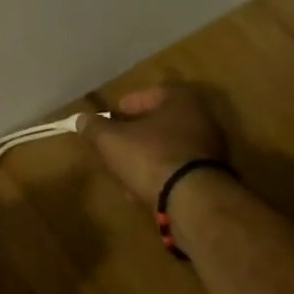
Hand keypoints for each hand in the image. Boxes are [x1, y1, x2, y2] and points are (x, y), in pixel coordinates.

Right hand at [82, 84, 227, 207]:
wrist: (194, 201)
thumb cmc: (151, 157)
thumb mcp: (111, 140)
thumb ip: (94, 127)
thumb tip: (81, 119)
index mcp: (181, 100)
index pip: (153, 92)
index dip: (130, 103)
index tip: (114, 116)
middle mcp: (202, 119)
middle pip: (163, 121)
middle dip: (138, 133)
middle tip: (118, 142)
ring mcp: (212, 149)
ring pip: (171, 147)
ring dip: (149, 157)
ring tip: (127, 171)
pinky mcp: (213, 177)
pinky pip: (181, 170)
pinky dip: (163, 176)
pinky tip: (145, 191)